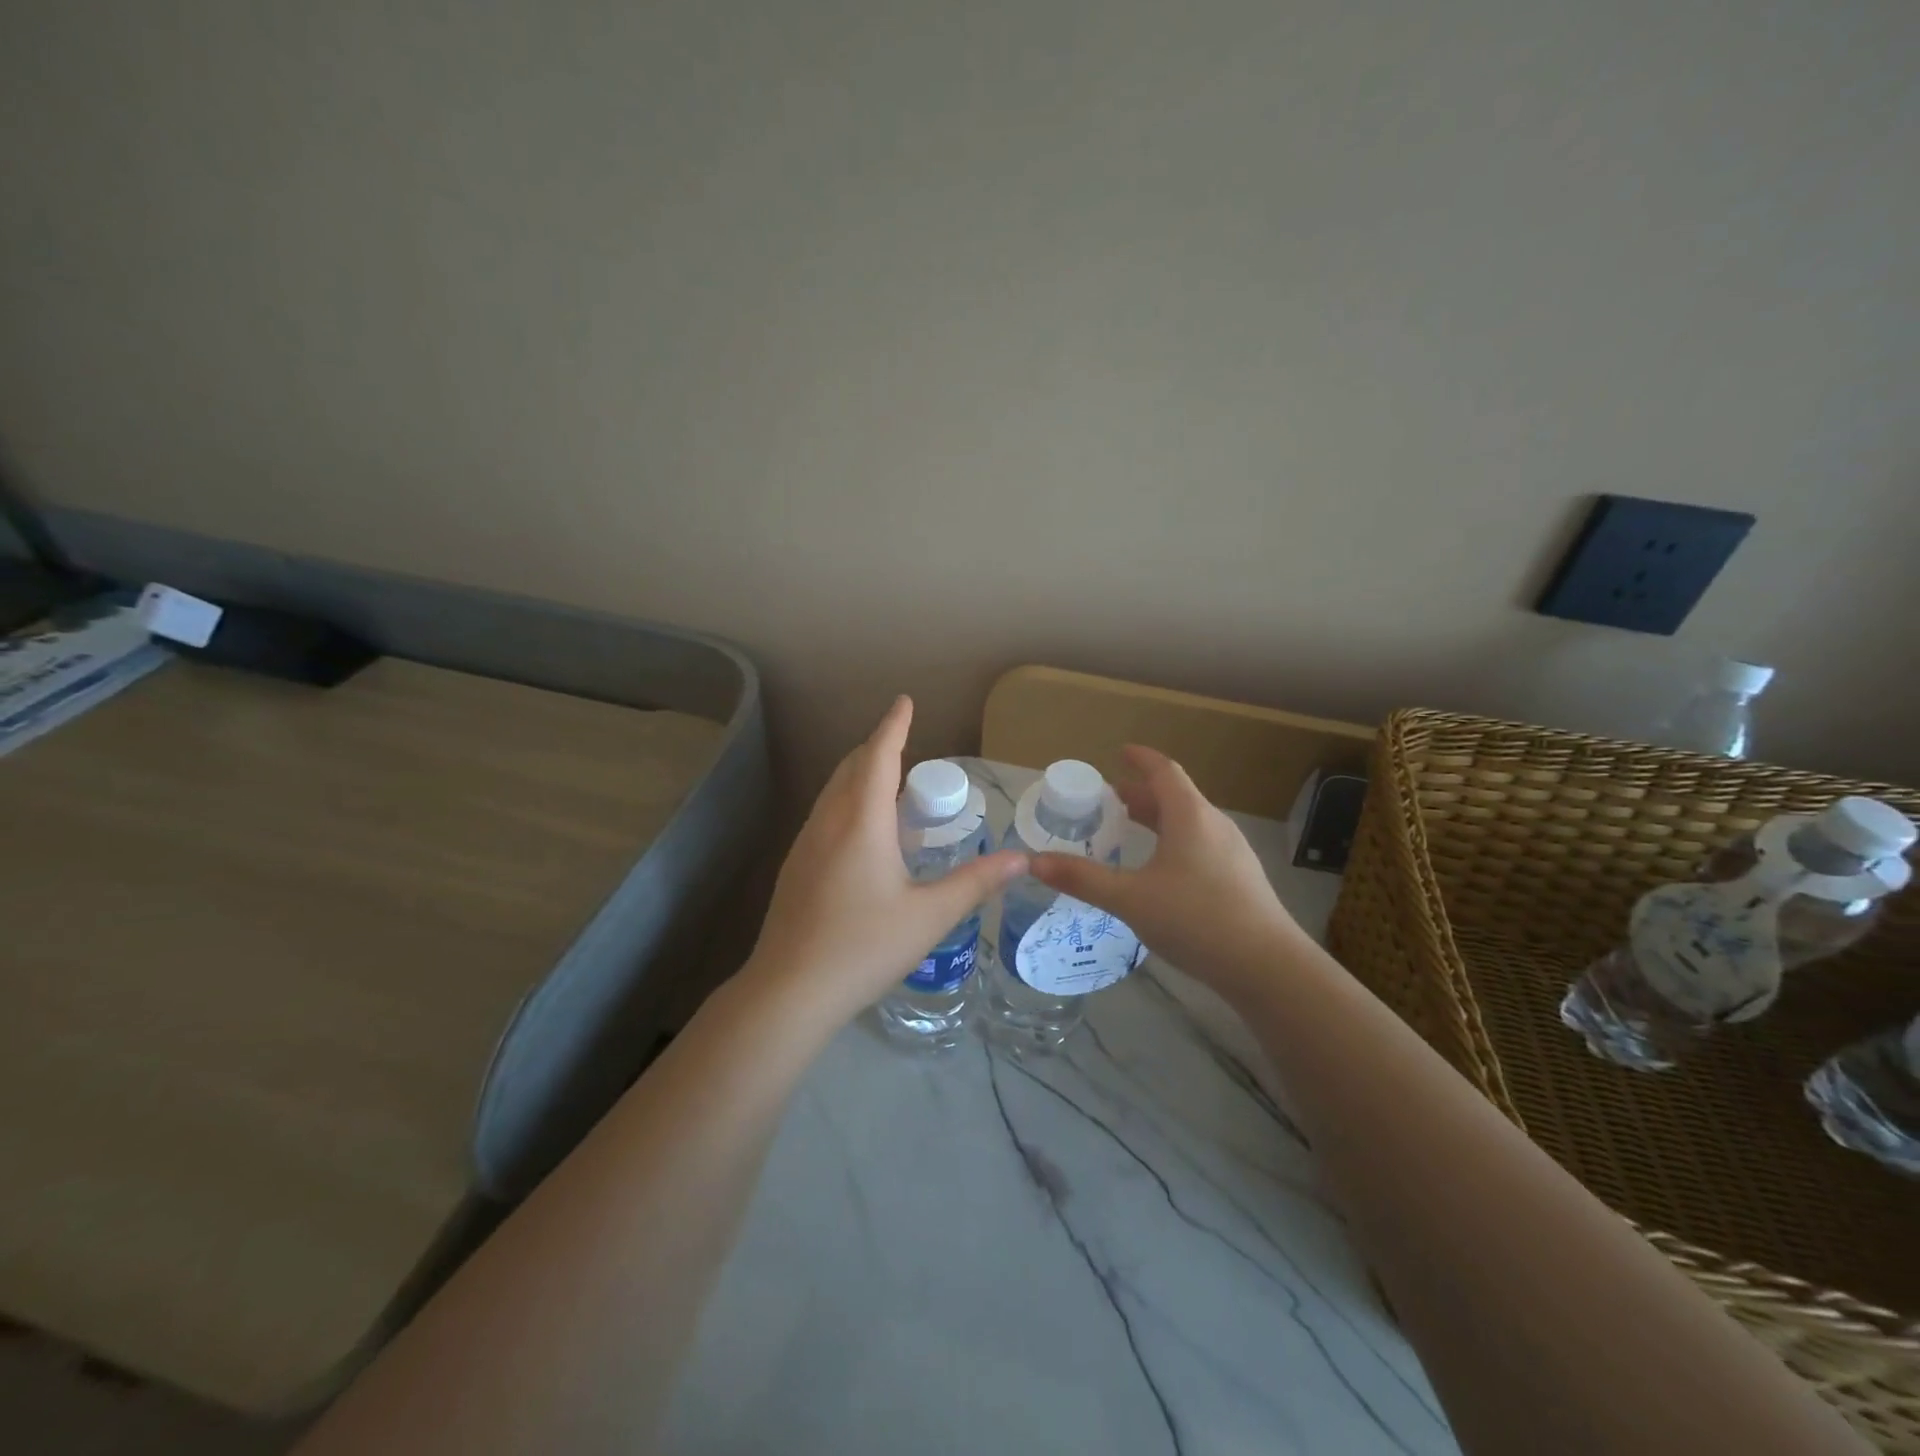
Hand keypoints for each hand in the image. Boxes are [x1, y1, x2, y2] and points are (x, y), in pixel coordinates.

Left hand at [743, 696, 1027, 1026]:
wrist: (790, 990)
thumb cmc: (864, 946)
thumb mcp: (930, 915)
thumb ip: (976, 883)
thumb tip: (1022, 859)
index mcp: (862, 822)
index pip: (880, 757)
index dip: (894, 726)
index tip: (904, 701)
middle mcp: (829, 822)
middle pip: (852, 768)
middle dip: (878, 749)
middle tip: (907, 749)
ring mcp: (805, 844)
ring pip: (834, 791)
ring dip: (860, 776)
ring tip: (889, 787)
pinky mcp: (795, 867)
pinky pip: (825, 815)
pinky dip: (847, 803)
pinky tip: (862, 836)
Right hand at [1030, 745, 1299, 1003]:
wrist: (1267, 967)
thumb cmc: (1196, 919)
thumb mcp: (1130, 898)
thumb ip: (1082, 879)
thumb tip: (1033, 862)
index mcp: (1190, 816)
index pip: (1164, 771)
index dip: (1140, 759)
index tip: (1119, 753)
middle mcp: (1214, 825)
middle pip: (1175, 797)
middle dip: (1141, 794)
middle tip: (1109, 799)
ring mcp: (1232, 853)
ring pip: (1189, 823)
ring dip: (1158, 820)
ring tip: (1130, 831)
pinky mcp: (1240, 880)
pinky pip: (1200, 845)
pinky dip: (1173, 843)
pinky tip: (1160, 872)